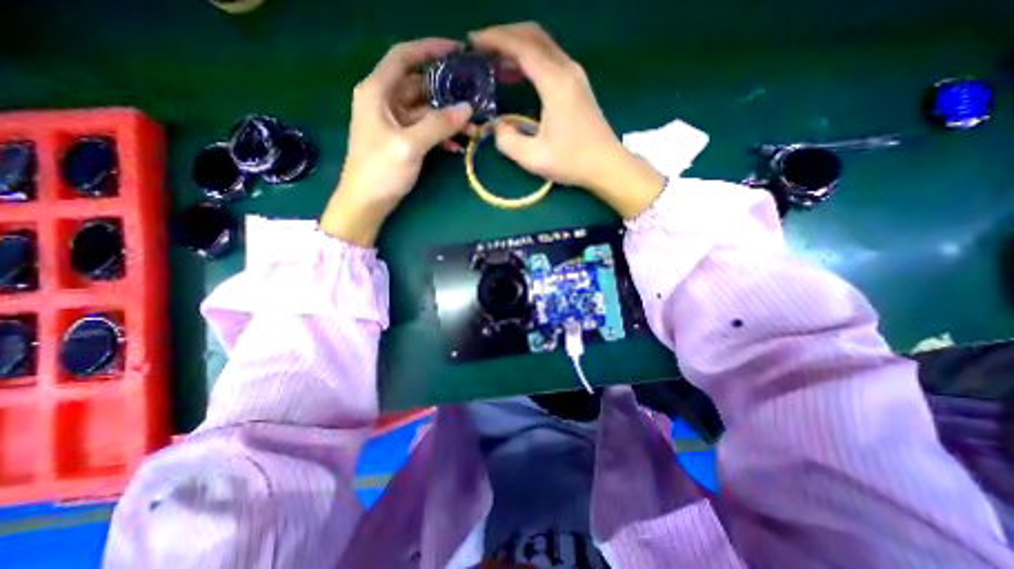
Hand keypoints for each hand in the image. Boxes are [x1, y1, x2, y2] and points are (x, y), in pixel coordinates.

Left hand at [318, 35, 474, 247]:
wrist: (366, 203)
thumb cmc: (380, 171)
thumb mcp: (409, 145)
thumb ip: (438, 125)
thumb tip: (467, 109)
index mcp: (377, 92)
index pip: (403, 57)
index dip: (429, 49)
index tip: (457, 50)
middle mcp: (384, 101)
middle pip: (418, 85)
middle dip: (446, 91)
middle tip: (473, 95)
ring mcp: (393, 122)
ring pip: (424, 110)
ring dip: (447, 118)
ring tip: (471, 126)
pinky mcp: (400, 140)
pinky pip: (424, 129)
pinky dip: (439, 134)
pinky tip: (455, 145)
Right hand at [473, 23, 672, 216]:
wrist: (607, 165)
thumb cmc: (573, 162)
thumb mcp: (534, 158)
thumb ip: (508, 142)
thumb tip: (498, 126)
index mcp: (555, 83)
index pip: (522, 47)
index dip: (495, 39)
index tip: (474, 42)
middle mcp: (567, 70)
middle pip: (534, 35)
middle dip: (505, 35)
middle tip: (482, 47)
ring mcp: (576, 75)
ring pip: (544, 45)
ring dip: (518, 46)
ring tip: (496, 61)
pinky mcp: (579, 85)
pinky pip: (551, 58)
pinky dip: (531, 58)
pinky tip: (519, 74)